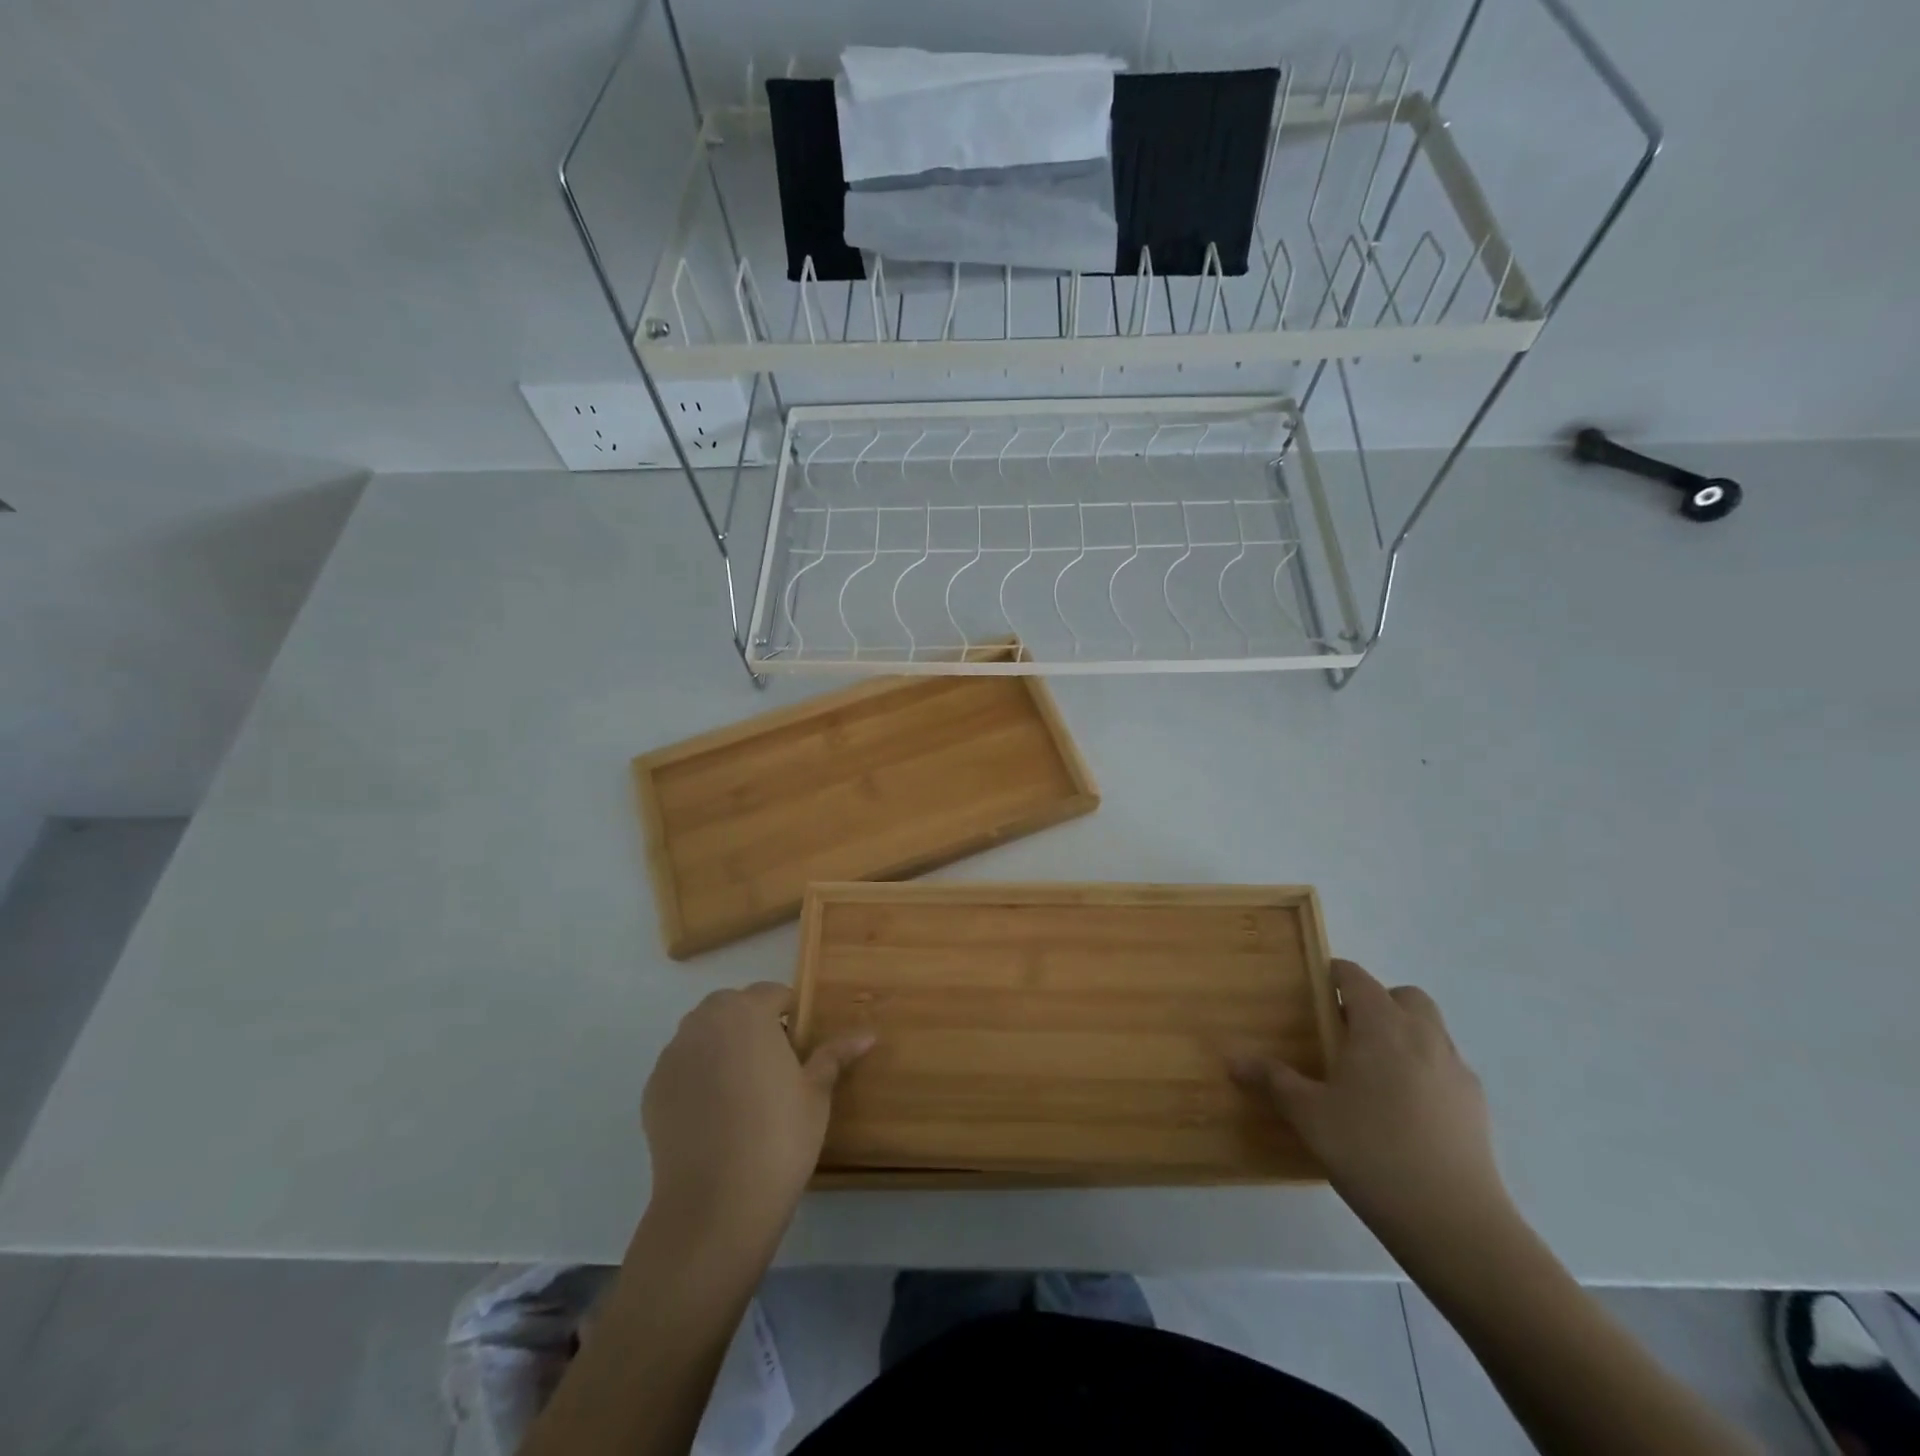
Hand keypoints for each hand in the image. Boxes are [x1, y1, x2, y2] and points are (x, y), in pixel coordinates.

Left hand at [642, 983, 872, 1245]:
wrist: (715, 1205)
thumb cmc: (779, 1137)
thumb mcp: (816, 1093)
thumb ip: (834, 1055)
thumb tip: (868, 1034)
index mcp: (747, 1012)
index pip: (772, 993)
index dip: (790, 1015)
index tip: (801, 1046)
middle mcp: (705, 1023)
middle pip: (732, 1007)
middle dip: (753, 1025)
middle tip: (775, 1066)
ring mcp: (674, 1055)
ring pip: (704, 1035)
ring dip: (723, 1047)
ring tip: (743, 1090)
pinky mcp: (653, 1089)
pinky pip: (683, 1067)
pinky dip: (698, 1076)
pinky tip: (715, 1114)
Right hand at [1233, 960, 1514, 1258]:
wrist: (1455, 1222)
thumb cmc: (1371, 1152)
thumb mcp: (1309, 1115)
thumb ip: (1273, 1081)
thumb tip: (1234, 1061)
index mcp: (1381, 1026)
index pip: (1357, 977)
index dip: (1334, 975)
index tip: (1312, 990)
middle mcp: (1423, 1036)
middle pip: (1404, 996)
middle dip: (1377, 1001)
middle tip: (1346, 1031)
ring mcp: (1456, 1070)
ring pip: (1431, 1029)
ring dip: (1404, 1033)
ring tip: (1373, 1071)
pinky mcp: (1476, 1106)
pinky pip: (1445, 1067)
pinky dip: (1424, 1069)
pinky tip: (1404, 1109)